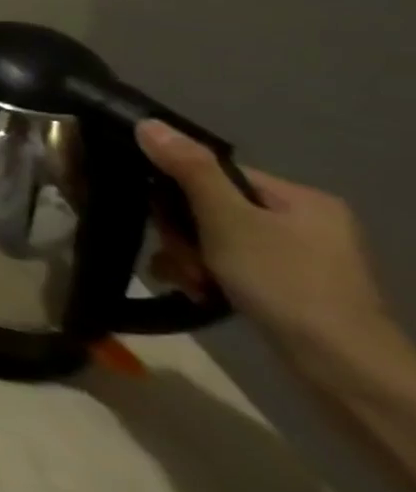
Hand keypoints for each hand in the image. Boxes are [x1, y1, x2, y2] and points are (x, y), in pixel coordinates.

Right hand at [137, 120, 390, 356]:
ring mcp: (301, 259)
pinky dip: (208, 276)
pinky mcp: (291, 289)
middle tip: (181, 258)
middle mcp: (305, 223)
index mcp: (300, 199)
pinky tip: (196, 291)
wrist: (342, 368)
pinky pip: (231, 267)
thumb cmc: (285, 282)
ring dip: (189, 257)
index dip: (177, 193)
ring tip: (188, 280)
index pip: (216, 175)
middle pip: (212, 209)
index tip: (162, 220)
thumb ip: (189, 169)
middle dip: (183, 234)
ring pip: (216, 241)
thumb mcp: (228, 220)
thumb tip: (148, 123)